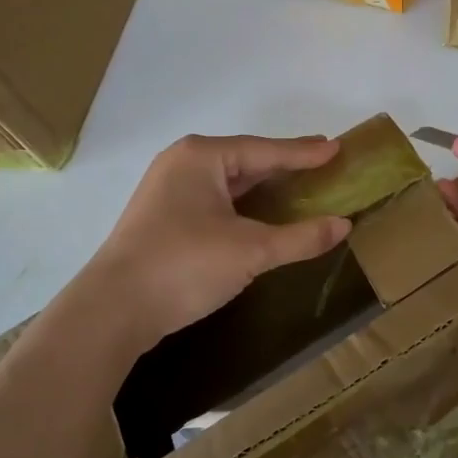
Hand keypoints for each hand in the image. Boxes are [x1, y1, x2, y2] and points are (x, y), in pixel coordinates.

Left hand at [81, 133, 351, 352]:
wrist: (114, 309)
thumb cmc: (184, 265)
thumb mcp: (250, 251)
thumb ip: (300, 237)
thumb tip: (343, 226)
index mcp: (201, 157)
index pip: (265, 150)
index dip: (304, 152)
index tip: (337, 147)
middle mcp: (183, 164)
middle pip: (246, 161)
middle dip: (284, 165)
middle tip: (323, 162)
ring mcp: (169, 191)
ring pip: (229, 183)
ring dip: (264, 187)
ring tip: (300, 185)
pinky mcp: (165, 218)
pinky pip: (216, 201)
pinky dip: (245, 205)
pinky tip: (263, 215)